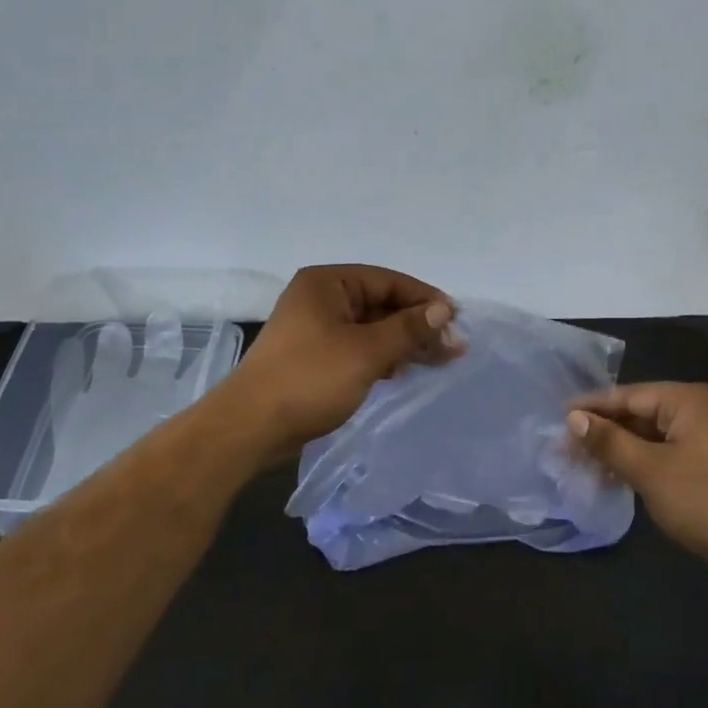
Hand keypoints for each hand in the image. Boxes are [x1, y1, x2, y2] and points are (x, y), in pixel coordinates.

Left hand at [224, 264, 459, 460]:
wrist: (250, 427)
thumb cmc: (309, 379)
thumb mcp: (366, 351)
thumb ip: (408, 329)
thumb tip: (443, 309)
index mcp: (327, 283)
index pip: (388, 280)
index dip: (424, 298)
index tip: (456, 320)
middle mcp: (320, 298)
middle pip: (381, 304)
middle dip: (417, 324)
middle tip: (453, 347)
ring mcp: (316, 329)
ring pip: (371, 328)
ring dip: (403, 343)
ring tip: (438, 361)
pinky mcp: (315, 357)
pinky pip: (358, 348)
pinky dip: (382, 357)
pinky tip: (404, 372)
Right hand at [566, 382, 707, 580]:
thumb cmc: (704, 501)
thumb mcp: (649, 470)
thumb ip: (609, 441)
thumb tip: (573, 418)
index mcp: (687, 399)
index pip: (627, 395)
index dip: (590, 407)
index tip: (555, 417)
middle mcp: (697, 409)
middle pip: (637, 412)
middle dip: (601, 430)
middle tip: (562, 446)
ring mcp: (703, 436)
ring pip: (648, 434)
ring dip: (616, 448)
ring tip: (579, 462)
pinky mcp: (705, 462)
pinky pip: (661, 451)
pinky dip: (637, 461)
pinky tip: (611, 474)